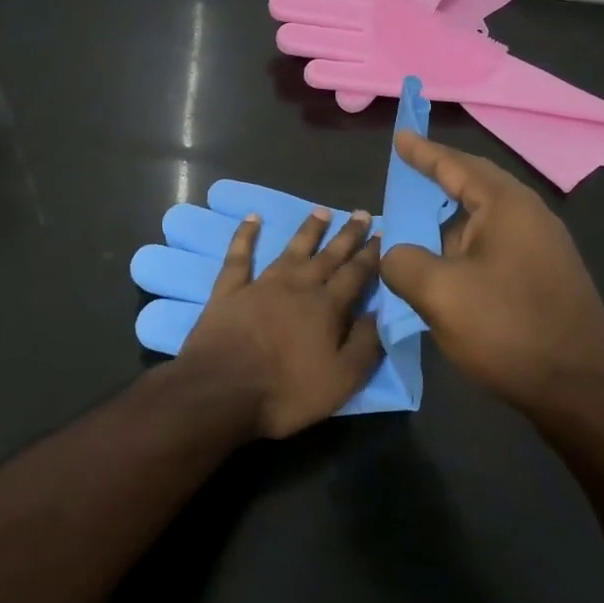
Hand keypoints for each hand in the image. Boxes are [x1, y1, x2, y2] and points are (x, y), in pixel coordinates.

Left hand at [176, 207, 383, 439]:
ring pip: (291, 249)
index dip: (371, 255)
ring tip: (322, 211)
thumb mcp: (341, 380)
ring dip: (308, 230)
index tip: (382, 234)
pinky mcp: (230, 290)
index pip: (355, 274)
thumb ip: (365, 344)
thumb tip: (382, 312)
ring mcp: (262, 284)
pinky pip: (239, 256)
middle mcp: (298, 286)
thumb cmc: (286, 391)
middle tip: (361, 213)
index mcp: (326, 307)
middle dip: (347, 235)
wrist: (221, 390)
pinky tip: (252, 218)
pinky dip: (245, 236)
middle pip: (328, 256)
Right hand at [381, 131, 603, 409]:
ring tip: (418, 232)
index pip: (456, 166)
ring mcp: (543, 247)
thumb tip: (396, 254)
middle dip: (439, 182)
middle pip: (475, 187)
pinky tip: (449, 272)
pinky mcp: (546, 277)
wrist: (583, 390)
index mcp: (506, 206)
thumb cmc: (509, 329)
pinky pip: (496, 247)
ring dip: (450, 225)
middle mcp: (530, 216)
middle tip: (407, 174)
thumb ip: (404, 263)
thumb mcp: (440, 294)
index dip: (423, 152)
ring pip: (484, 222)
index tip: (399, 137)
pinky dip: (465, 250)